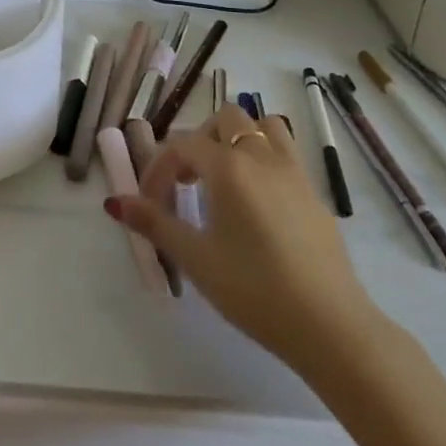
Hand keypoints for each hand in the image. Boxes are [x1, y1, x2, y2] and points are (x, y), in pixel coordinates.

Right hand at [106, 103, 377, 368]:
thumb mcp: (195, 259)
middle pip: (225, 119)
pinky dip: (265, 159)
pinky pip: (287, 153)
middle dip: (199, 140)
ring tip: (225, 177)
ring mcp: (294, 173)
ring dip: (239, 139)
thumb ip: (154, 223)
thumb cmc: (254, 290)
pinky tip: (258, 203)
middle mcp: (261, 157)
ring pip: (264, 126)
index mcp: (228, 166)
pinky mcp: (315, 195)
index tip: (149, 202)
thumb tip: (114, 201)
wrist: (330, 327)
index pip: (182, 145)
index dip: (158, 168)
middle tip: (188, 181)